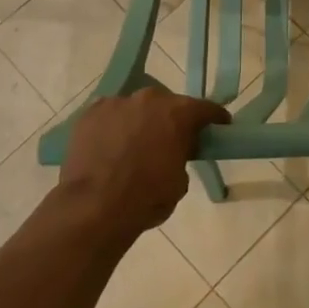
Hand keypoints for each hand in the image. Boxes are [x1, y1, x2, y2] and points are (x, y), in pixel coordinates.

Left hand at [56, 87, 229, 243]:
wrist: (94, 208)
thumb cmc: (147, 198)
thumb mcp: (180, 180)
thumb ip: (181, 155)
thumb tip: (173, 151)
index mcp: (179, 113)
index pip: (206, 109)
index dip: (214, 119)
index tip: (218, 127)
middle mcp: (150, 99)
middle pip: (167, 104)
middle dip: (171, 119)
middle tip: (170, 140)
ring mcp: (117, 103)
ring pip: (136, 108)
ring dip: (140, 121)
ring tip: (134, 145)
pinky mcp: (90, 114)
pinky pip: (109, 115)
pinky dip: (113, 126)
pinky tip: (110, 145)